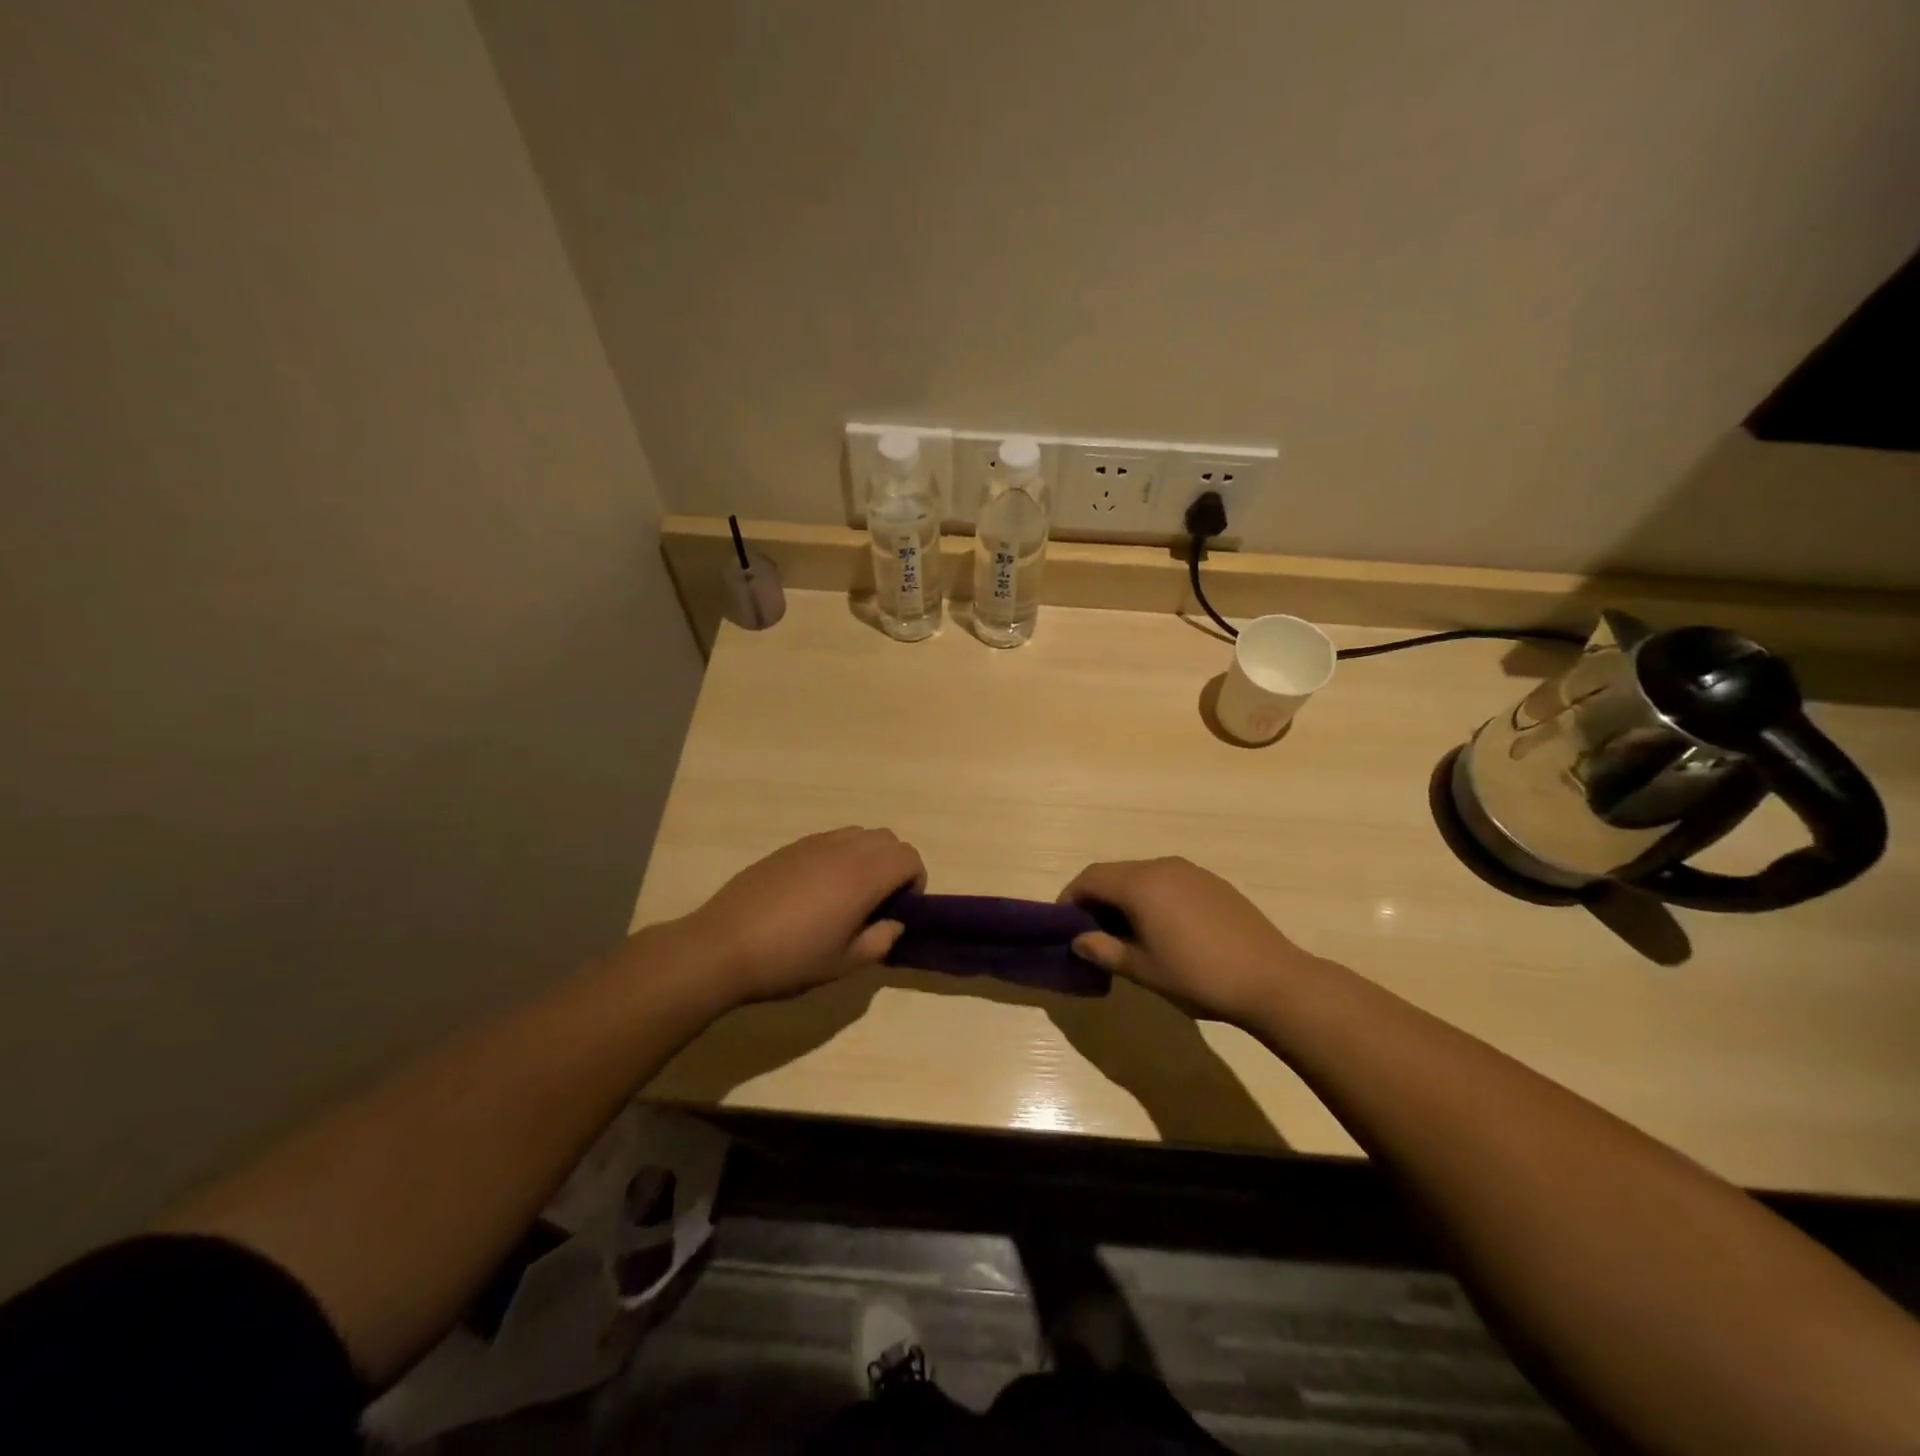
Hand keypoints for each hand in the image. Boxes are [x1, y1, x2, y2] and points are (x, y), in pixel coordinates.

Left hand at [678, 828, 924, 1007]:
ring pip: (859, 834)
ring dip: (868, 856)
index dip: (915, 881)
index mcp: (862, 876)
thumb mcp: (843, 965)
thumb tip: (893, 923)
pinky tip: (817, 890)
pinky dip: (840, 855)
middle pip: (888, 839)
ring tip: (849, 894)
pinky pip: (830, 839)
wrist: (722, 947)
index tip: (900, 910)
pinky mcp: (788, 848)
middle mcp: (842, 850)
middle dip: (895, 865)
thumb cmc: (789, 960)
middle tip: (879, 902)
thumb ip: (880, 941)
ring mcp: (813, 844)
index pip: (909, 857)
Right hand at [1059, 857, 1316, 1024]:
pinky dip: (1152, 899)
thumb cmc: (1198, 976)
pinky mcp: (1213, 883)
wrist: (1272, 979)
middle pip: (1115, 874)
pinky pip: (1168, 882)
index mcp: (1140, 884)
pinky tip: (1162, 930)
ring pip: (1142, 877)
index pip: (1090, 878)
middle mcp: (1163, 866)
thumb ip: (1104, 950)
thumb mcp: (1143, 970)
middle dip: (1096, 899)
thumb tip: (1078, 940)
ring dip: (1124, 899)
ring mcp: (1191, 872)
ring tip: (1125, 935)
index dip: (1070, 899)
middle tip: (1091, 934)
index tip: (1063, 926)